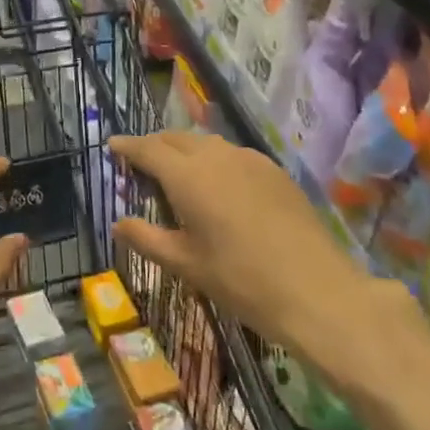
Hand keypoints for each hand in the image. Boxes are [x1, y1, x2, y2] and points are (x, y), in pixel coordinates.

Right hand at [109, 132, 398, 362]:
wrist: (317, 291)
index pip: (148, 148)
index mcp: (187, 176)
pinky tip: (219, 185)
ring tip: (177, 172)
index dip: (127, 145)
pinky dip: (214, 160)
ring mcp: (250, 159)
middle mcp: (216, 156)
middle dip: (155, 145)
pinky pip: (233, 154)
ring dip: (185, 150)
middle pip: (176, 138)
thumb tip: (117, 222)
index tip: (112, 144)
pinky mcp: (274, 171)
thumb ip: (146, 238)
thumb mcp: (186, 264)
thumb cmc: (241, 281)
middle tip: (140, 162)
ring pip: (206, 143)